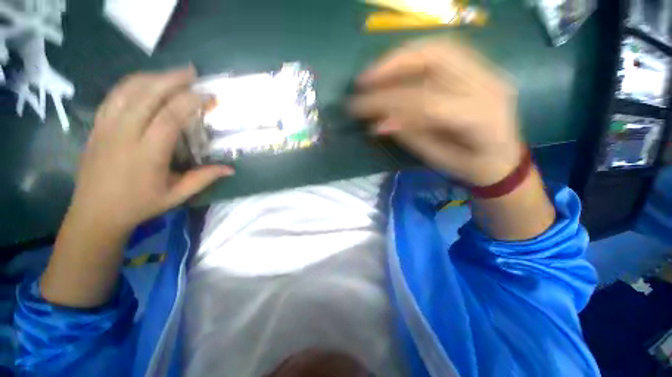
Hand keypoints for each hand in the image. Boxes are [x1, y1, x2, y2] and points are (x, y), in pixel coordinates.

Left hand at [70, 67, 232, 234]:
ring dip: (152, 77)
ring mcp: (106, 128)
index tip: (208, 96)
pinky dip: (131, 84)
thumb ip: (204, 179)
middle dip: (171, 79)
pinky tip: (145, 82)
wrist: (94, 212)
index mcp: (147, 155)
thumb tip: (231, 169)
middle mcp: (124, 135)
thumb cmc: (139, 205)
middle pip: (147, 96)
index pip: (170, 118)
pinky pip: (114, 96)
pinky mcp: (97, 126)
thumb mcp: (177, 196)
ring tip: (172, 74)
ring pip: (128, 91)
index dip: (191, 102)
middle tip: (192, 72)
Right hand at [350, 39, 521, 185]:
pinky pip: (443, 54)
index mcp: (479, 117)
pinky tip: (393, 69)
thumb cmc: (471, 167)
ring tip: (373, 73)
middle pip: (437, 58)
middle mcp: (487, 85)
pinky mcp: (479, 69)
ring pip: (439, 48)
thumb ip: (410, 137)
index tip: (359, 108)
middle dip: (393, 65)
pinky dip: (413, 59)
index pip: (425, 101)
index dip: (388, 103)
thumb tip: (378, 124)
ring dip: (400, 57)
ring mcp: (486, 72)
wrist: (505, 159)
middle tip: (364, 80)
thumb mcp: (437, 160)